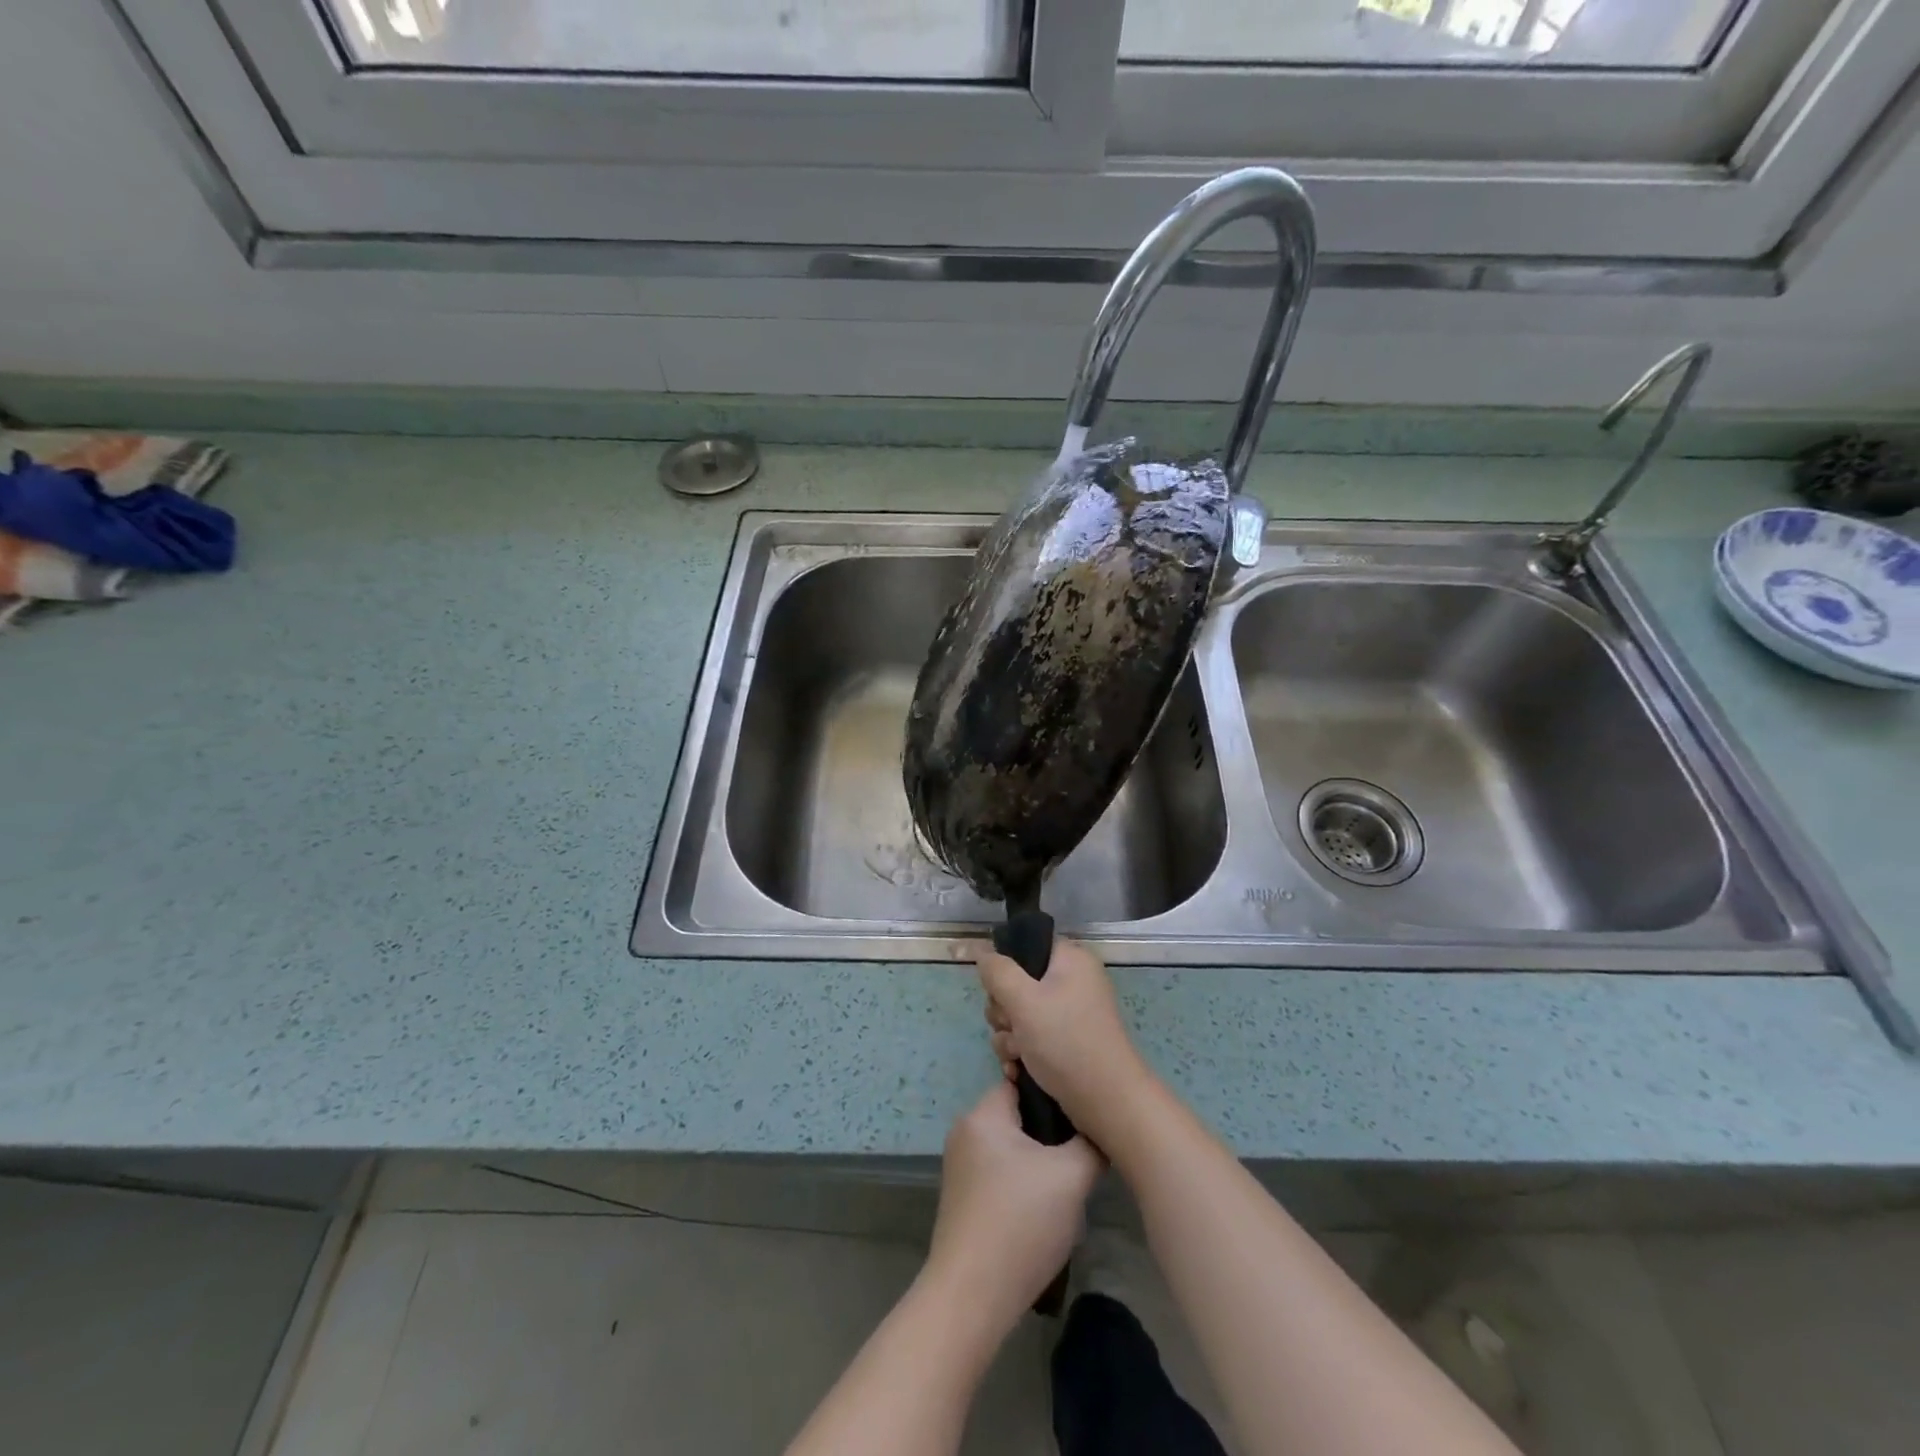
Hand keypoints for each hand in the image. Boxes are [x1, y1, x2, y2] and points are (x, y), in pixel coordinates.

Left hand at [924, 1083, 1102, 1329]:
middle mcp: (966, 1132)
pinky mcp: (964, 1199)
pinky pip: (1001, 1174)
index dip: (1056, 1094)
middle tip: (1083, 1152)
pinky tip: (1046, 1210)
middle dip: (1052, 1133)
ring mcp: (961, 1167)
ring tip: (1070, 1184)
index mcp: (982, 1114)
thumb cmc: (1020, 1223)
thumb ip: (1090, 1145)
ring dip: (1041, 1162)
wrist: (972, 1297)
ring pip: (1013, 1148)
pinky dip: (1024, 1184)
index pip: (1024, 1082)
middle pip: (1019, 1116)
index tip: (1084, 1112)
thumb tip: (1098, 1133)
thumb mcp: (1071, 1178)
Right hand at [974, 936, 1155, 1147]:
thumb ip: (997, 972)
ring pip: (1019, 1014)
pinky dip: (1021, 1053)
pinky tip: (1017, 1070)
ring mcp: (1069, 1014)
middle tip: (1012, 1027)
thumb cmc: (1066, 1041)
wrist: (1106, 1102)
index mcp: (1070, 960)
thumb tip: (982, 951)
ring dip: (1009, 1036)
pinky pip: (1031, 1038)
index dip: (1007, 968)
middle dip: (1004, 1011)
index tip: (1000, 991)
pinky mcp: (1066, 1042)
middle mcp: (1072, 982)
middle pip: (1017, 983)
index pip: (1027, 946)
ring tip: (1017, 1056)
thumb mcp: (1023, 1000)